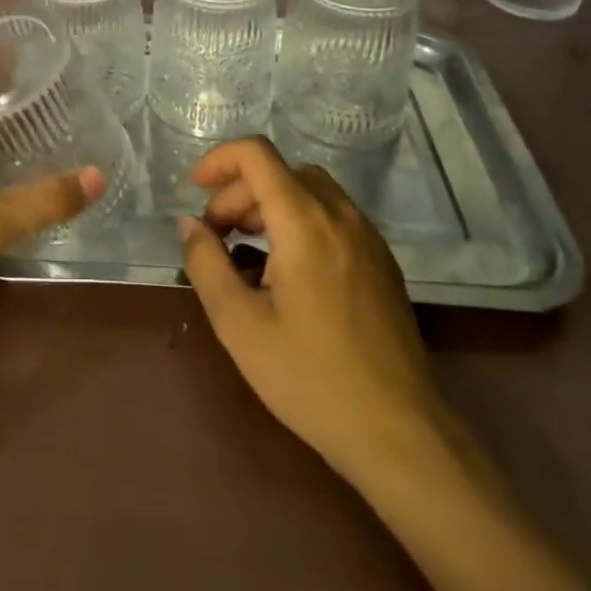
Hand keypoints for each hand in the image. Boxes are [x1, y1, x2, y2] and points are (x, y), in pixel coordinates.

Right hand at [179, 138, 460, 477]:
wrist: (401, 435)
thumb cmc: (312, 378)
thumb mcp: (240, 326)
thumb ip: (206, 264)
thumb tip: (188, 224)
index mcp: (304, 221)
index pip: (257, 155)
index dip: (219, 160)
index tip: (194, 189)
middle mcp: (339, 215)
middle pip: (280, 172)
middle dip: (239, 193)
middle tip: (216, 238)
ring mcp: (367, 236)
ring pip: (308, 189)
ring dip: (269, 204)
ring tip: (247, 252)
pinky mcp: (381, 261)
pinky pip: (332, 215)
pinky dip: (299, 220)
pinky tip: (287, 272)